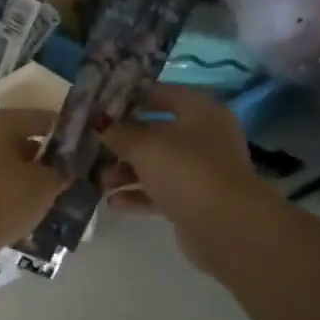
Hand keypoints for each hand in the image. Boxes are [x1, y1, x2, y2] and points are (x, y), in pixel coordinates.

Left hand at [0, 108, 66, 253]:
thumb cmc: (6, 196)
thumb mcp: (47, 183)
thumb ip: (61, 171)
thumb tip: (63, 171)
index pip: (41, 119)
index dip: (66, 135)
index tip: (85, 152)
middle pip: (19, 141)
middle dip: (43, 159)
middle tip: (68, 177)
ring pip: (3, 164)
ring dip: (25, 177)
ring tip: (49, 197)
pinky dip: (7, 192)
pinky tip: (24, 210)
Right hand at [100, 85, 278, 270]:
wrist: (226, 226)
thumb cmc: (186, 171)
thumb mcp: (145, 146)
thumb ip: (119, 132)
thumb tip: (99, 121)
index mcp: (200, 112)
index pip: (163, 93)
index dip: (132, 97)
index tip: (101, 105)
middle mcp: (203, 137)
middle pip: (156, 133)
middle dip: (123, 142)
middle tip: (93, 146)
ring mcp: (200, 171)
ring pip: (156, 165)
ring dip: (126, 172)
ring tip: (101, 182)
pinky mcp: (193, 200)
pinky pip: (159, 192)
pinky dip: (137, 196)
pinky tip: (113, 203)